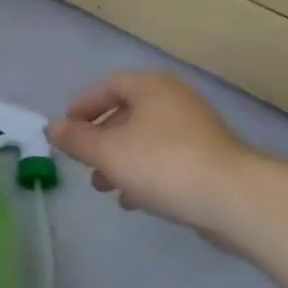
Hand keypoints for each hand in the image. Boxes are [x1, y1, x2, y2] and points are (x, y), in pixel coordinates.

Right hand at [48, 72, 251, 232]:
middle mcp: (175, 101)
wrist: (235, 199)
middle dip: (101, 139)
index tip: (67, 129)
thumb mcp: (108, 152)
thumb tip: (53, 128)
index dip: (84, 106)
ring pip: (146, 140)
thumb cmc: (163, 164)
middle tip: (84, 161)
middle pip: (128, 113)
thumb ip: (77, 140)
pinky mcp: (210, 161)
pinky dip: (145, 174)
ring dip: (121, 160)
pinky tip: (133, 201)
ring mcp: (196, 131)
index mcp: (151, 88)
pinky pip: (167, 160)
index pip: (109, 86)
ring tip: (103, 187)